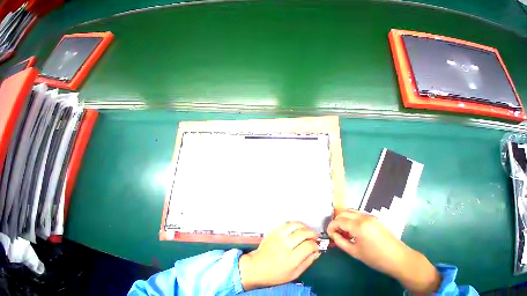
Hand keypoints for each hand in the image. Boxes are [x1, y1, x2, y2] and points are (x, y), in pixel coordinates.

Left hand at [238, 222, 320, 290]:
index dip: (315, 245)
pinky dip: (295, 224)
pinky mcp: (274, 230)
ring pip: (295, 225)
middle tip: (314, 236)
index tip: (317, 246)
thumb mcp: (294, 274)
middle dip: (312, 233)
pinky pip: (287, 223)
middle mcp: (285, 244)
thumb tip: (317, 252)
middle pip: (303, 233)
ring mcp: (278, 235)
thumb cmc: (275, 274)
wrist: (257, 266)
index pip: (308, 246)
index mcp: (291, 259)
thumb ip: (307, 262)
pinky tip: (297, 228)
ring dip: (304, 226)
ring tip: (307, 231)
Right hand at [327, 210, 440, 294]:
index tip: (329, 233)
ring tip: (344, 229)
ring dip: (343, 217)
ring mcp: (369, 215)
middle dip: (336, 221)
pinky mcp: (373, 217)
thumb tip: (332, 234)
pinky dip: (351, 217)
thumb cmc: (377, 258)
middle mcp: (362, 217)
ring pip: (349, 211)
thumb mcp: (355, 252)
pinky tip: (353, 228)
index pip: (338, 220)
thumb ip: (340, 242)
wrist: (400, 259)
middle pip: (342, 212)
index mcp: (358, 226)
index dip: (331, 226)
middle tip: (336, 231)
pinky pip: (357, 213)